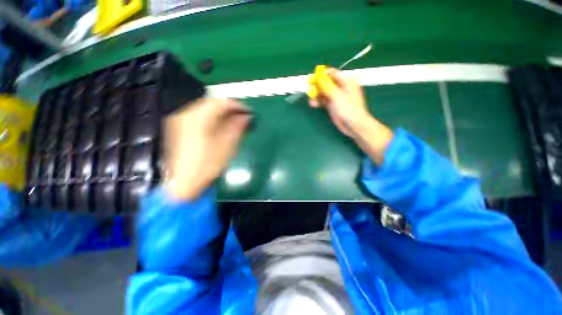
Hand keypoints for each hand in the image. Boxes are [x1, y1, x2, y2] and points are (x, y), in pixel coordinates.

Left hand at [163, 98, 251, 200]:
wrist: (183, 184)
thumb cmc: (207, 166)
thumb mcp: (226, 147)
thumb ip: (236, 128)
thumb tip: (246, 116)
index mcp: (198, 119)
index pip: (220, 103)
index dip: (237, 105)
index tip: (248, 111)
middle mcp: (186, 115)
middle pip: (211, 103)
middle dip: (229, 108)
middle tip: (242, 116)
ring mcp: (180, 121)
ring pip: (204, 108)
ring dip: (220, 112)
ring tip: (233, 120)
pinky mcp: (178, 127)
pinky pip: (198, 115)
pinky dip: (211, 117)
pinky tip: (219, 125)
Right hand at [309, 68, 370, 136]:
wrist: (353, 124)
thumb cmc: (348, 108)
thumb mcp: (336, 95)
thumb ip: (326, 85)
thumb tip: (318, 76)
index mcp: (346, 81)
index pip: (332, 73)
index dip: (322, 75)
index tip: (312, 77)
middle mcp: (341, 87)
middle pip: (327, 82)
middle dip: (317, 85)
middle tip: (309, 87)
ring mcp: (337, 97)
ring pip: (324, 92)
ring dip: (316, 94)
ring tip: (310, 97)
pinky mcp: (333, 105)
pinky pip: (324, 101)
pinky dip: (318, 101)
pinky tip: (312, 103)